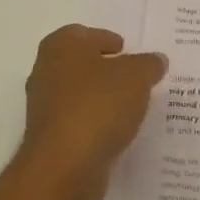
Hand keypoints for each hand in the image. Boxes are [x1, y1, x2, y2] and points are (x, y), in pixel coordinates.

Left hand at [18, 25, 167, 199]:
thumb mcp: (136, 77)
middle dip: (105, 69)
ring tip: (131, 106)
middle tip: (133, 77)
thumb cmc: (98, 106)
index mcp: (60, 46)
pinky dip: (95, 123)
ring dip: (101, 98)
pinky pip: (78, 122)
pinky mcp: (50, 138)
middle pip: (79, 64)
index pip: (83, 34)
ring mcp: (44, 106)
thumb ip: (148, 64)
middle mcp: (45, 71)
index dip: (106, 39)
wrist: (64, 166)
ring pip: (78, 94)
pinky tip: (117, 131)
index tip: (127, 50)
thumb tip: (156, 60)